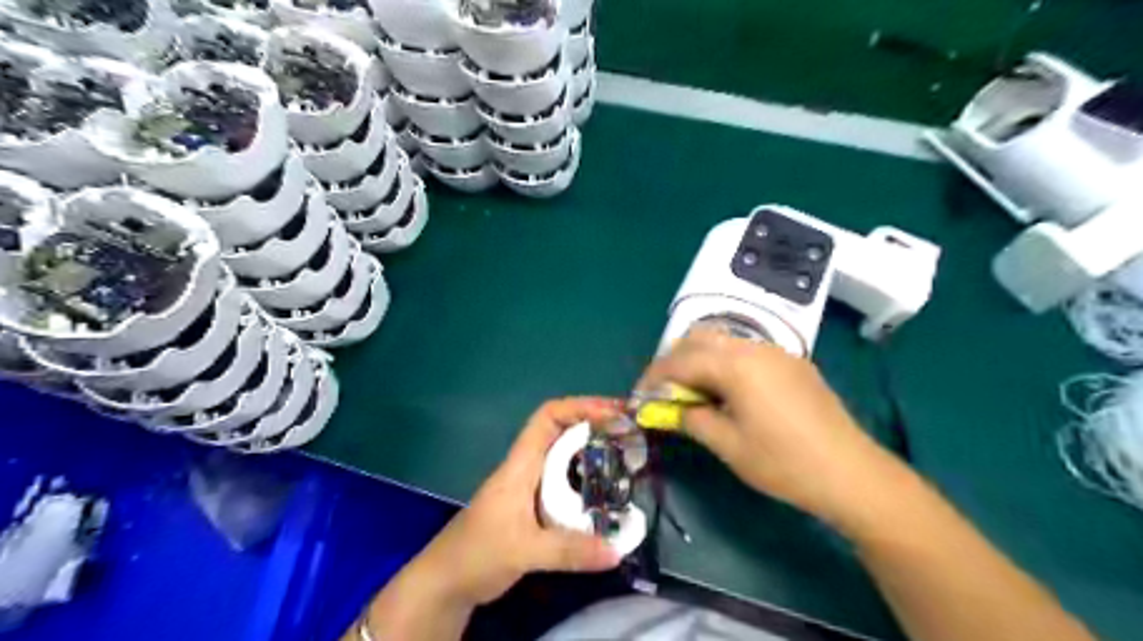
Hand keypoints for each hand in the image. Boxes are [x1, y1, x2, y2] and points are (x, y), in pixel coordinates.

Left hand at [414, 399, 624, 608]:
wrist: (445, 582)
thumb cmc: (476, 554)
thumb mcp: (523, 551)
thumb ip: (568, 550)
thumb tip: (618, 550)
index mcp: (521, 465)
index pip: (548, 417)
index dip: (579, 407)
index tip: (613, 412)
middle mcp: (527, 468)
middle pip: (562, 431)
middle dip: (595, 424)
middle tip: (632, 433)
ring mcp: (530, 487)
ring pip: (565, 457)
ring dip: (594, 451)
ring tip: (628, 456)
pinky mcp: (534, 507)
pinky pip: (565, 482)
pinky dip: (588, 479)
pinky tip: (607, 493)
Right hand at [639, 328, 897, 526]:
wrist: (851, 472)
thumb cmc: (783, 463)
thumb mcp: (728, 445)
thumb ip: (691, 418)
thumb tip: (667, 409)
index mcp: (735, 365)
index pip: (680, 361)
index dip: (654, 377)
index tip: (639, 396)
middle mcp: (754, 348)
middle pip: (699, 338)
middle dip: (674, 360)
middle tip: (664, 390)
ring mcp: (777, 352)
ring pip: (724, 341)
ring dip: (700, 359)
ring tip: (693, 391)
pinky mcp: (792, 363)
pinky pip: (746, 351)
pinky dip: (725, 363)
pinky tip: (728, 391)